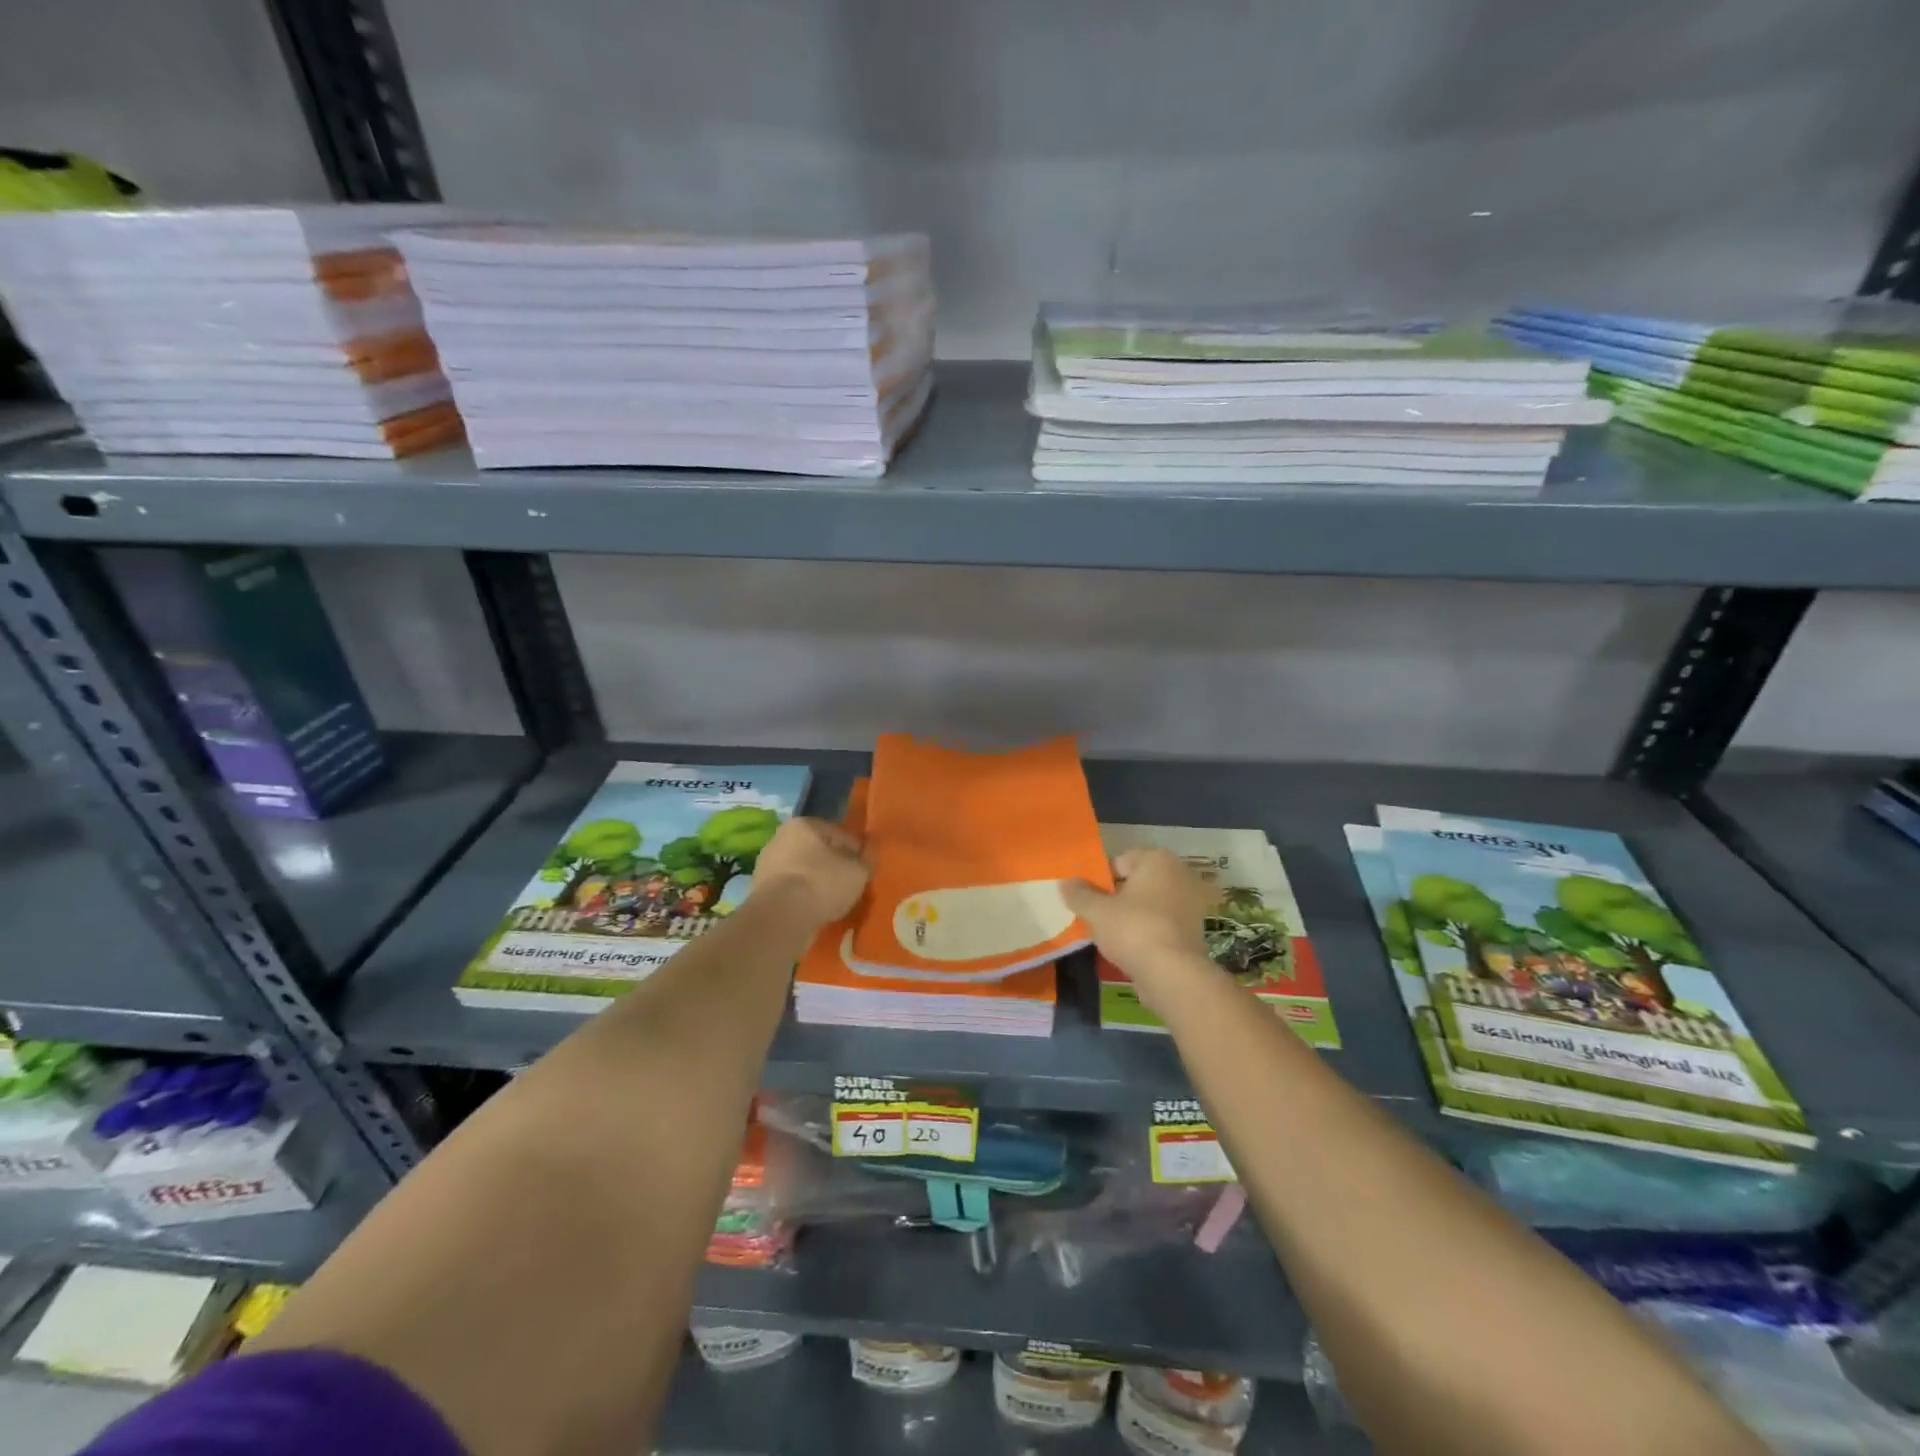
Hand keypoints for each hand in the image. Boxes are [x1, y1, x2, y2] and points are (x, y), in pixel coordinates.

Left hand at [752, 817, 870, 927]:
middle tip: (850, 885)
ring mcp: (766, 864)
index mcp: (804, 824)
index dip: (856, 851)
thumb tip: (870, 849)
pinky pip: (790, 890)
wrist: (781, 917)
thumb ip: (867, 857)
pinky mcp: (759, 890)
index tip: (865, 868)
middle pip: (817, 851)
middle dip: (833, 865)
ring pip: (802, 871)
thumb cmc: (822, 883)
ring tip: (833, 901)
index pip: (839, 834)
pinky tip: (814, 910)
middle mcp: (780, 838)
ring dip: (816, 882)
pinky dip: (802, 898)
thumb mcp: (858, 870)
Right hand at [1062, 848, 1214, 1013]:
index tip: (1088, 902)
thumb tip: (1066, 882)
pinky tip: (1132, 949)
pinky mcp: (1195, 930)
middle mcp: (1180, 874)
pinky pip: (1161, 924)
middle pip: (1135, 883)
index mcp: (1158, 859)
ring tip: (1112, 937)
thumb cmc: (1132, 930)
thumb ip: (1078, 893)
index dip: (1099, 881)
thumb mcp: (1095, 911)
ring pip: (1149, 904)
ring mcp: (1191, 903)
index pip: (1118, 862)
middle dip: (1116, 898)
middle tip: (1097, 918)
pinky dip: (1147, 932)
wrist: (1173, 974)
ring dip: (1131, 916)